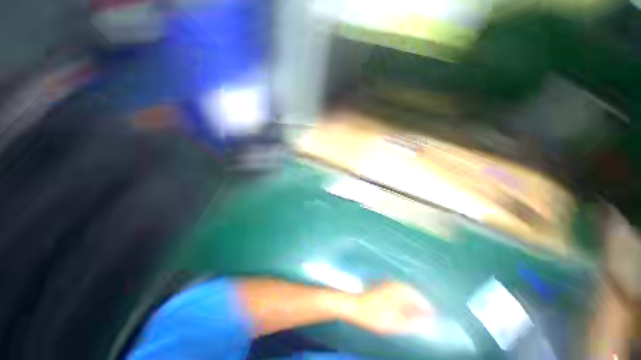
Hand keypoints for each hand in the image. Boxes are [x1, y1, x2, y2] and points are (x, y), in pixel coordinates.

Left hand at [339, 282, 432, 334]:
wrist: (354, 305)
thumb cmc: (373, 316)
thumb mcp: (394, 324)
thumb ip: (412, 323)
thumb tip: (427, 323)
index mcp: (400, 291)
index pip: (421, 299)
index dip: (429, 310)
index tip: (435, 320)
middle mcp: (396, 284)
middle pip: (415, 294)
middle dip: (422, 306)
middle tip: (427, 320)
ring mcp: (390, 284)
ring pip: (408, 293)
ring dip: (414, 303)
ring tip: (418, 317)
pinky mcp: (385, 286)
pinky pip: (401, 292)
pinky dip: (406, 301)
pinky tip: (405, 310)